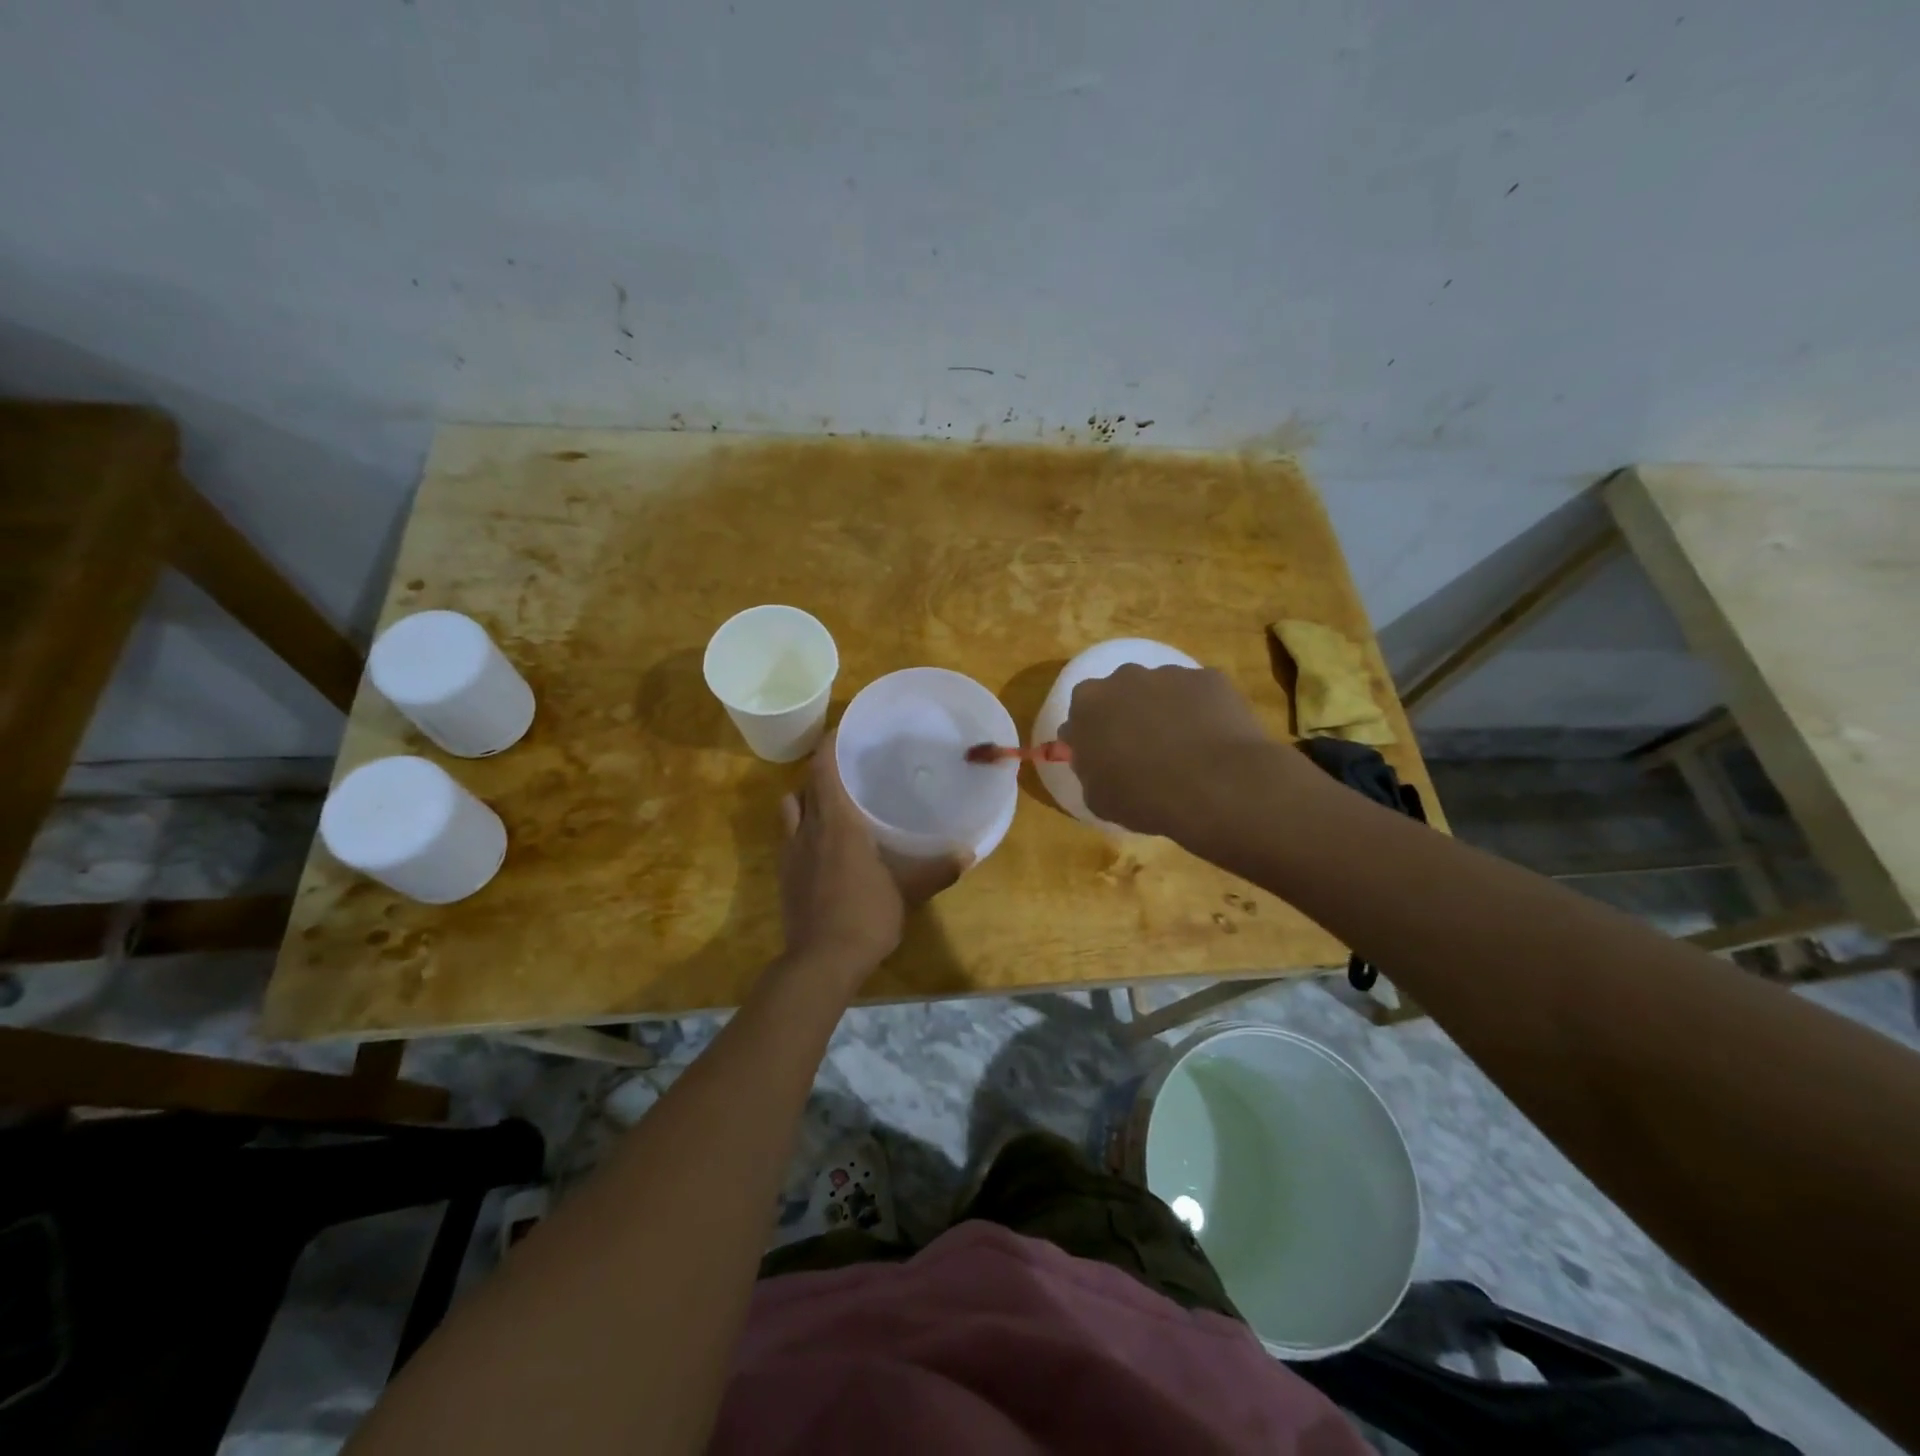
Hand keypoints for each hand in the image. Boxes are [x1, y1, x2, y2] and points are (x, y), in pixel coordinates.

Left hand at [778, 731, 970, 982]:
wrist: (820, 962)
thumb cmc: (866, 915)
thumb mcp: (908, 891)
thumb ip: (937, 869)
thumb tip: (968, 853)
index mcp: (836, 822)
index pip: (823, 769)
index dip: (828, 746)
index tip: (841, 732)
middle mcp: (808, 829)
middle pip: (805, 786)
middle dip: (821, 772)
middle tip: (847, 770)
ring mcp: (790, 853)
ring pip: (790, 810)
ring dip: (806, 800)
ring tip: (831, 806)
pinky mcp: (784, 876)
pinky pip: (789, 838)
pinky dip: (802, 830)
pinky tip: (824, 847)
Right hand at [1059, 664, 1289, 838]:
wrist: (1214, 786)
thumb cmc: (1143, 796)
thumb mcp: (1097, 797)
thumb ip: (1088, 769)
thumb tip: (1094, 760)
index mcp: (1087, 704)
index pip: (1080, 715)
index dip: (1091, 737)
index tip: (1103, 758)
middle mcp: (1124, 678)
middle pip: (1120, 694)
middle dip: (1127, 716)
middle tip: (1142, 751)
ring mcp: (1170, 674)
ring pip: (1161, 690)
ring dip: (1165, 711)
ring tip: (1183, 749)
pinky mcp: (1209, 678)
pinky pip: (1199, 694)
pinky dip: (1202, 712)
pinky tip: (1211, 742)